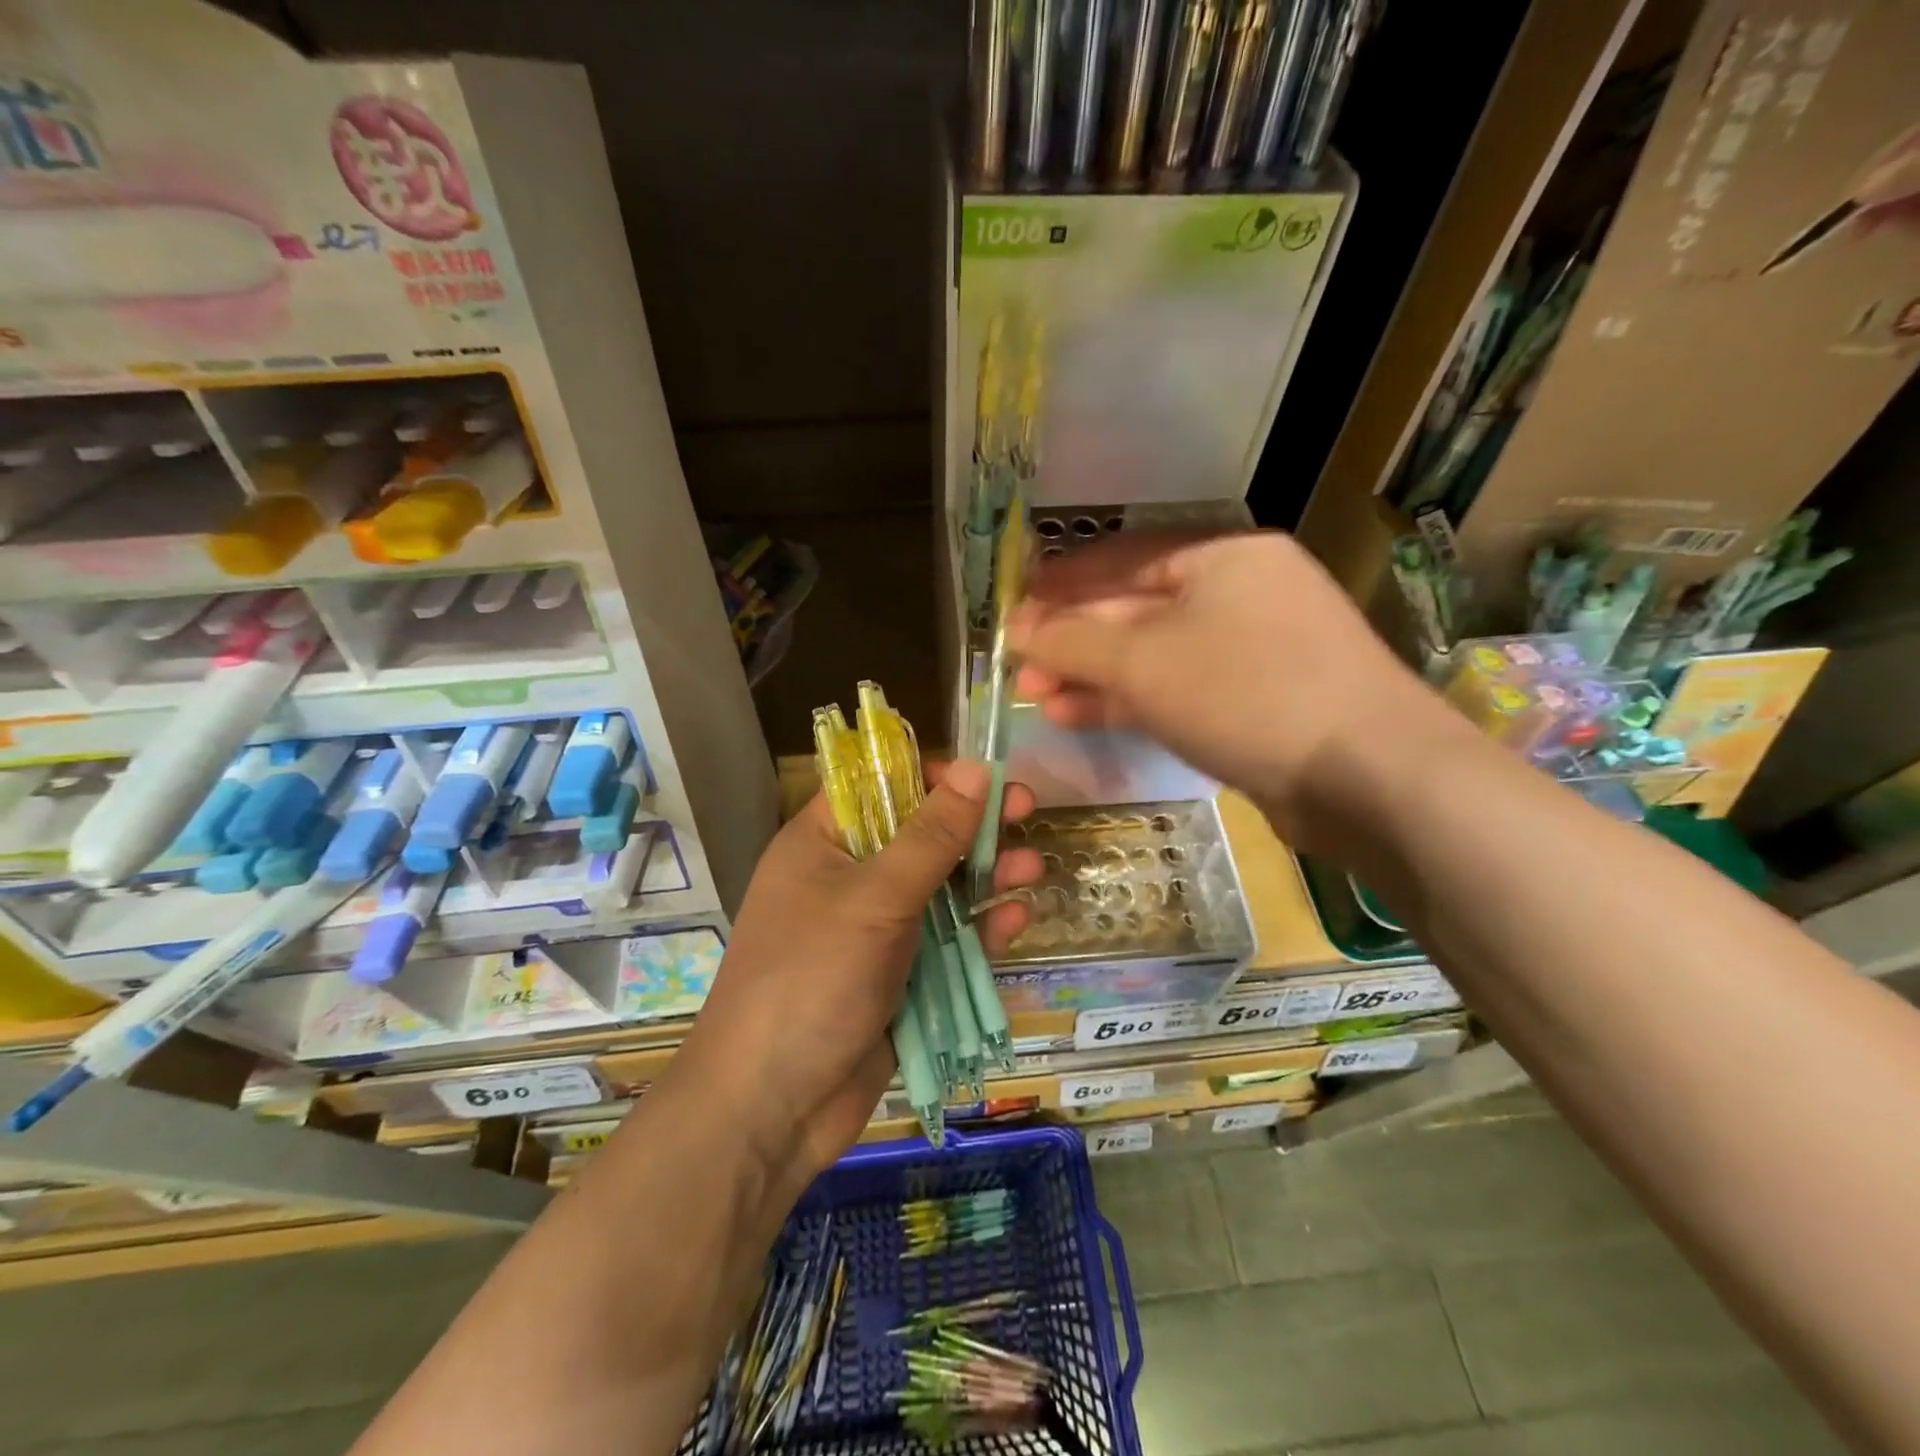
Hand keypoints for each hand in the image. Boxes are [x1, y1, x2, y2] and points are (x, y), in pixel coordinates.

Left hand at [673, 760, 1040, 1185]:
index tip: (983, 773)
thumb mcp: (874, 898)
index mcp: (822, 843)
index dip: (931, 774)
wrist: (770, 1109)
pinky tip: (1015, 920)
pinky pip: (945, 941)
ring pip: (940, 888)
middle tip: (1027, 809)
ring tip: (1032, 867)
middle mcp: (848, 878)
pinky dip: (979, 929)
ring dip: (987, 875)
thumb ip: (930, 836)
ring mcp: (874, 930)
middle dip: (974, 824)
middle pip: (920, 835)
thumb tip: (973, 768)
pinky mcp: (898, 977)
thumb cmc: (812, 979)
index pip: (879, 785)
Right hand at [1009, 531, 1449, 845]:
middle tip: (1017, 664)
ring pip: (1154, 655)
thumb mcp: (1144, 661)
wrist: (1368, 776)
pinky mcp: (1257, 704)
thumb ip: (1073, 642)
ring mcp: (1254, 652)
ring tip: (1034, 695)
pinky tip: (1077, 716)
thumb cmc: (1246, 692)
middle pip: (1136, 608)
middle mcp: (1241, 593)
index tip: (1014, 605)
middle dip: (1072, 637)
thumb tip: (1018, 632)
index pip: (1124, 558)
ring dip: (1093, 674)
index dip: (1063, 582)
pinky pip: (1178, 690)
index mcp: (1223, 556)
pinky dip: (1129, 702)